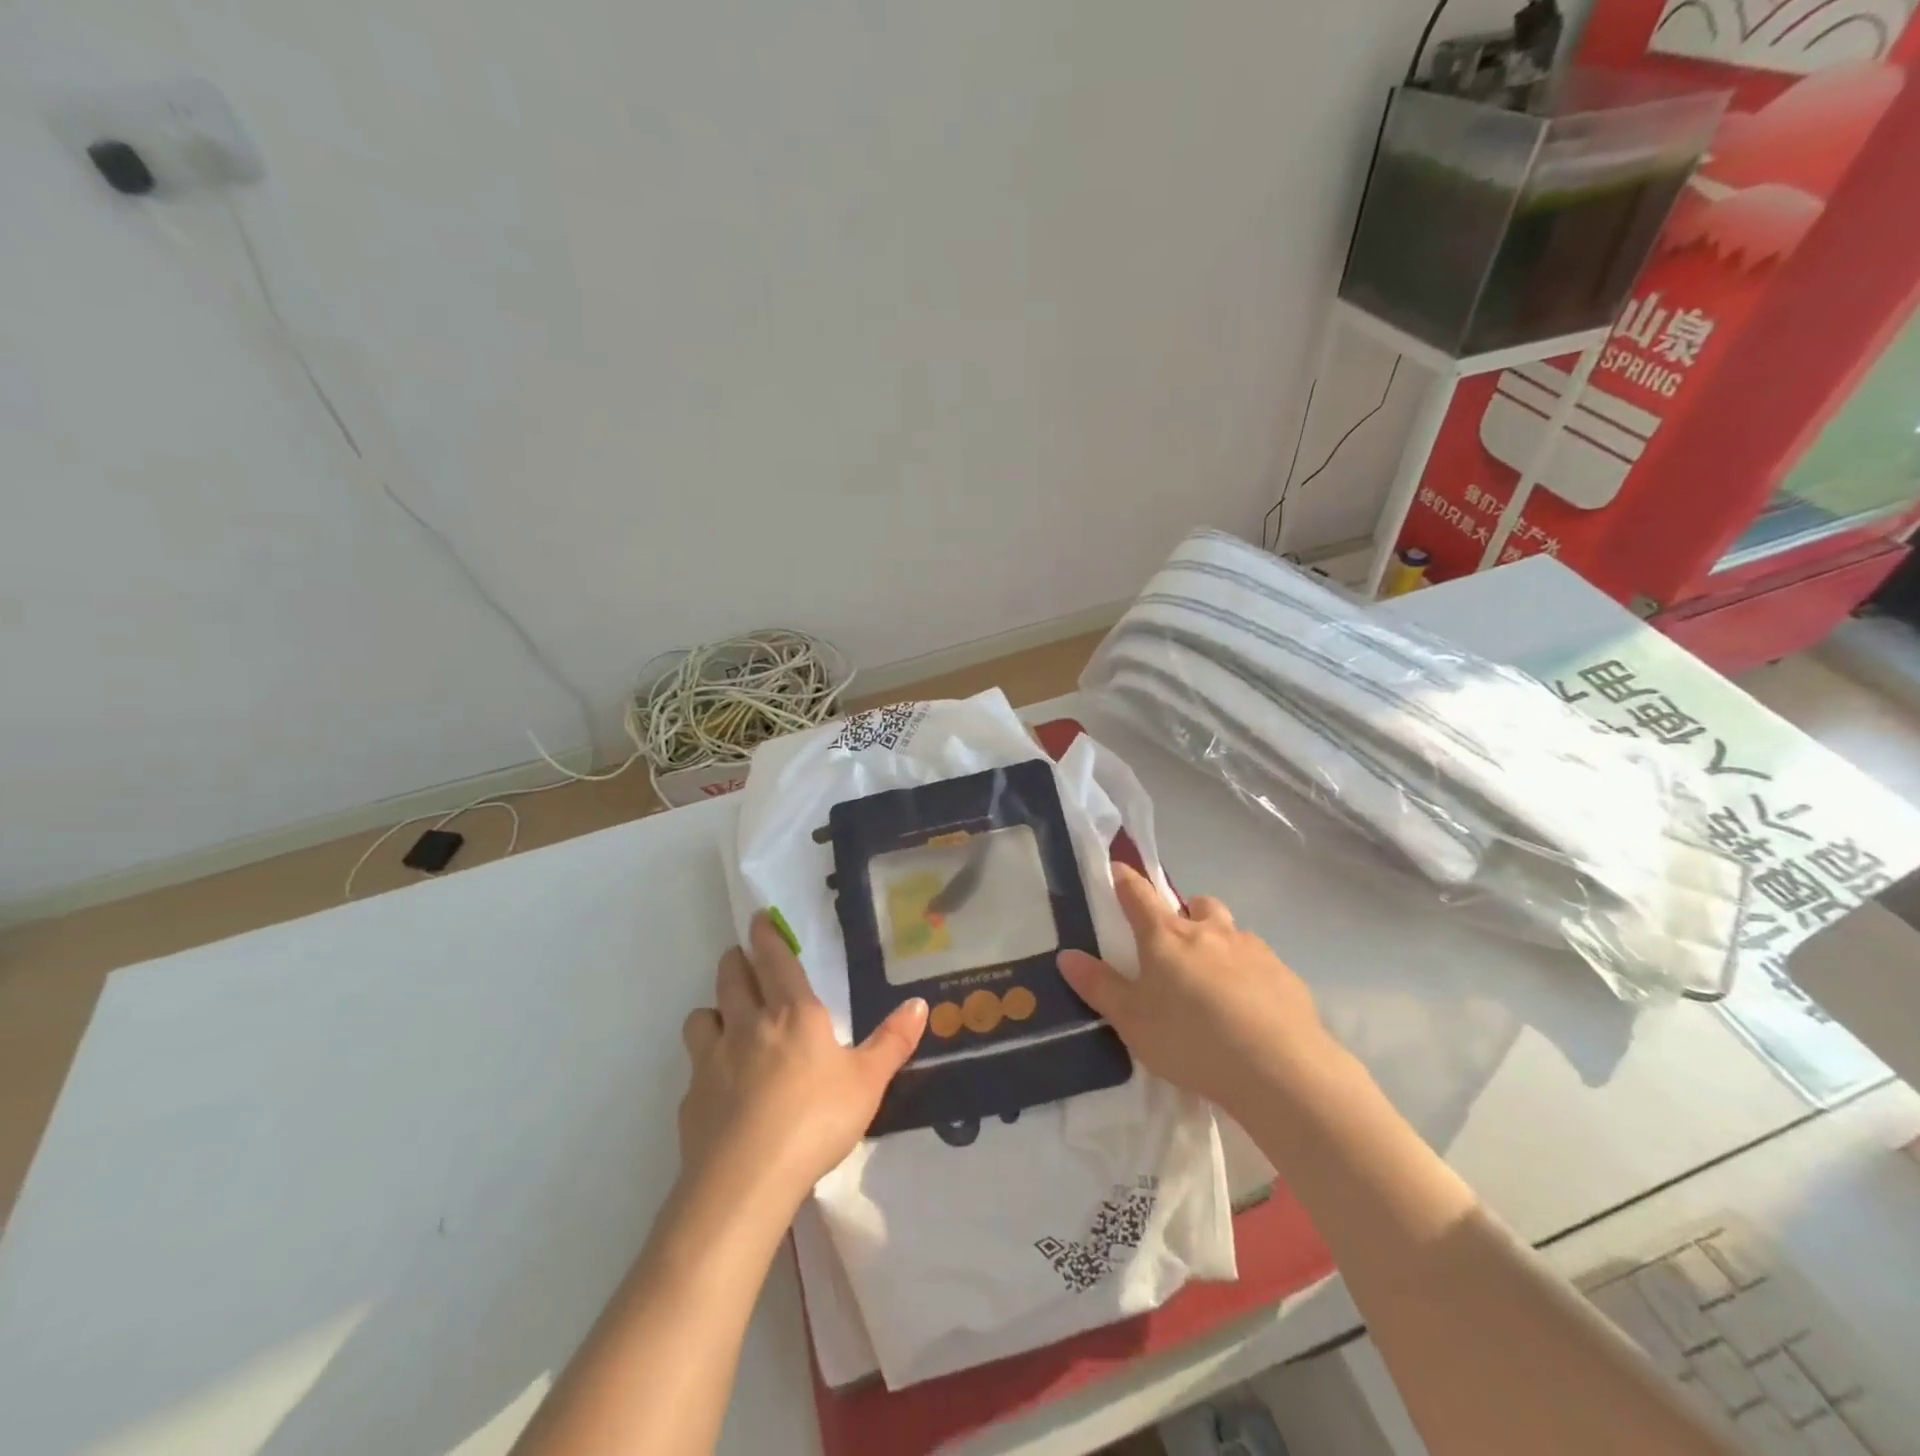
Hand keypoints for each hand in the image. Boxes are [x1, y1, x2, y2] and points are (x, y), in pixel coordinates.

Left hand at [679, 912, 927, 1208]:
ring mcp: (713, 1059)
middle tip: (739, 956)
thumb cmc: (816, 1119)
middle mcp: (748, 1025)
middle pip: (732, 978)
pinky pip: (693, 1065)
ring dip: (712, 1008)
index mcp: (793, 1013)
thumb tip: (919, 1003)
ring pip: (702, 1016)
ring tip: (721, 1015)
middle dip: (735, 962)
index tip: (758, 919)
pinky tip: (716, 1082)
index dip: (766, 936)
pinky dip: (703, 1062)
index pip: (775, 960)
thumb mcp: (867, 1081)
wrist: (746, 1179)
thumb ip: (892, 1041)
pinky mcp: (691, 1097)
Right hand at [1058, 863, 1331, 1119]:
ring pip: (1231, 931)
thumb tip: (1067, 955)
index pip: (1138, 894)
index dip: (1125, 879)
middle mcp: (1210, 931)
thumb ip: (1099, 987)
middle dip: (1185, 912)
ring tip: (1214, 982)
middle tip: (1177, 943)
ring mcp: (1253, 950)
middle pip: (1196, 904)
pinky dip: (1249, 974)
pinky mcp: (1285, 975)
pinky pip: (1260, 962)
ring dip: (1219, 942)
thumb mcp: (1132, 1021)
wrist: (1280, 1068)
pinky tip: (1249, 1010)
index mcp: (1167, 936)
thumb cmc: (1192, 1040)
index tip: (1117, 868)